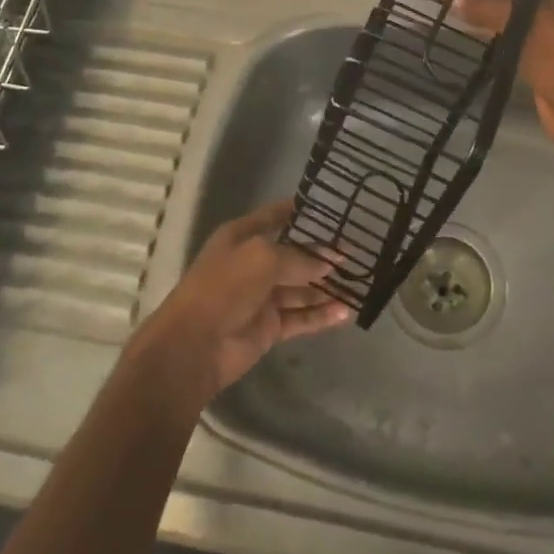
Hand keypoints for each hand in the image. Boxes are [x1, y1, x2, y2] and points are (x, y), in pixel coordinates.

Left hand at [131, 201, 351, 402]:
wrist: (194, 345)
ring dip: (326, 286)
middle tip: (356, 249)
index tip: (332, 208)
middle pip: (293, 253)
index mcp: (242, 237)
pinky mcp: (269, 327)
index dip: (300, 211)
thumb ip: (299, 258)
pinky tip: (346, 312)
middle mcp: (252, 263)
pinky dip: (321, 315)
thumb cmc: (224, 287)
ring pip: (301, 287)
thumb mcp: (262, 258)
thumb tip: (331, 261)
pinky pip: (301, 317)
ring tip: (359, 281)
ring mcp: (261, 297)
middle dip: (322, 253)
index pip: (275, 216)